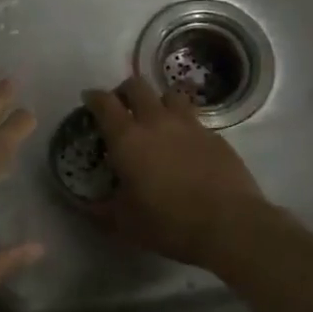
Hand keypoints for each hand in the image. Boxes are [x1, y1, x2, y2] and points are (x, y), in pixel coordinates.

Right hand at [81, 75, 266, 269]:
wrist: (228, 224)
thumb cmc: (168, 222)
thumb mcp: (124, 223)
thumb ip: (100, 210)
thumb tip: (84, 206)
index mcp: (127, 138)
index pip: (104, 103)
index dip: (93, 97)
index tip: (88, 100)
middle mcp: (156, 121)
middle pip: (137, 86)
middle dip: (124, 91)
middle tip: (121, 107)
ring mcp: (189, 125)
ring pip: (170, 94)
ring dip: (158, 101)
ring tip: (156, 119)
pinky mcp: (215, 136)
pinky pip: (194, 118)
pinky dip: (183, 124)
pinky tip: (184, 144)